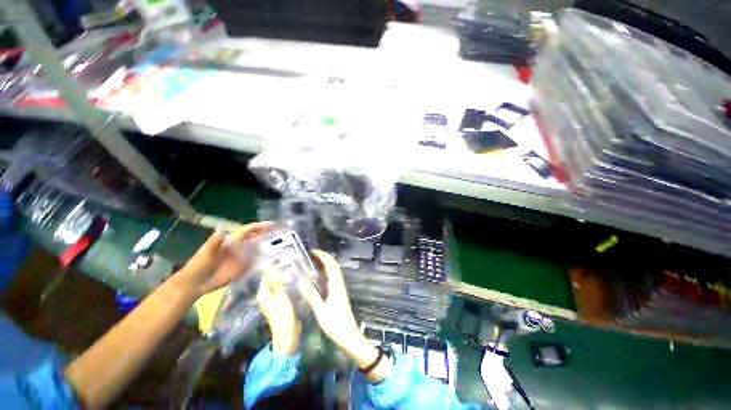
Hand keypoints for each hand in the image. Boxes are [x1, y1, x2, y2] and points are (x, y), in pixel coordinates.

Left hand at [178, 222, 273, 296]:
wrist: (195, 283)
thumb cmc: (199, 265)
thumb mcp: (205, 252)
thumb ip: (214, 241)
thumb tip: (222, 228)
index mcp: (232, 240)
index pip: (249, 230)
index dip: (260, 226)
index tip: (273, 224)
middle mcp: (240, 247)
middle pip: (256, 237)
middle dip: (268, 233)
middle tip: (282, 231)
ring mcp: (242, 257)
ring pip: (258, 248)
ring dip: (268, 245)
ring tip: (283, 243)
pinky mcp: (243, 268)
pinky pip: (256, 261)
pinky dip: (264, 259)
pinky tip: (274, 259)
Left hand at [257, 268, 300, 354]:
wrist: (289, 335)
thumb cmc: (283, 316)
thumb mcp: (280, 296)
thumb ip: (275, 281)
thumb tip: (269, 265)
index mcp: (263, 293)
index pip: (267, 275)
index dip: (275, 267)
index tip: (287, 258)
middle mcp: (267, 295)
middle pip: (273, 279)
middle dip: (282, 271)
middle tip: (294, 262)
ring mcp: (275, 299)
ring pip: (280, 283)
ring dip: (287, 277)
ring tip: (298, 268)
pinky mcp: (282, 301)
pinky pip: (284, 288)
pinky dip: (289, 283)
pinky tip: (298, 279)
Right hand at [298, 250, 390, 380]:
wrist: (349, 335)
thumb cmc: (335, 324)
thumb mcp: (320, 310)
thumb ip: (311, 295)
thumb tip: (301, 281)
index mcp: (336, 285)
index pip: (331, 265)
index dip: (323, 255)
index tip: (312, 251)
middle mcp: (339, 283)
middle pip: (334, 265)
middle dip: (324, 257)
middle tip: (311, 254)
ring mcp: (340, 288)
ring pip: (334, 271)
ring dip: (325, 263)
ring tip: (313, 261)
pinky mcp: (339, 293)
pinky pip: (332, 278)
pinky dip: (326, 272)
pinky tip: (318, 276)